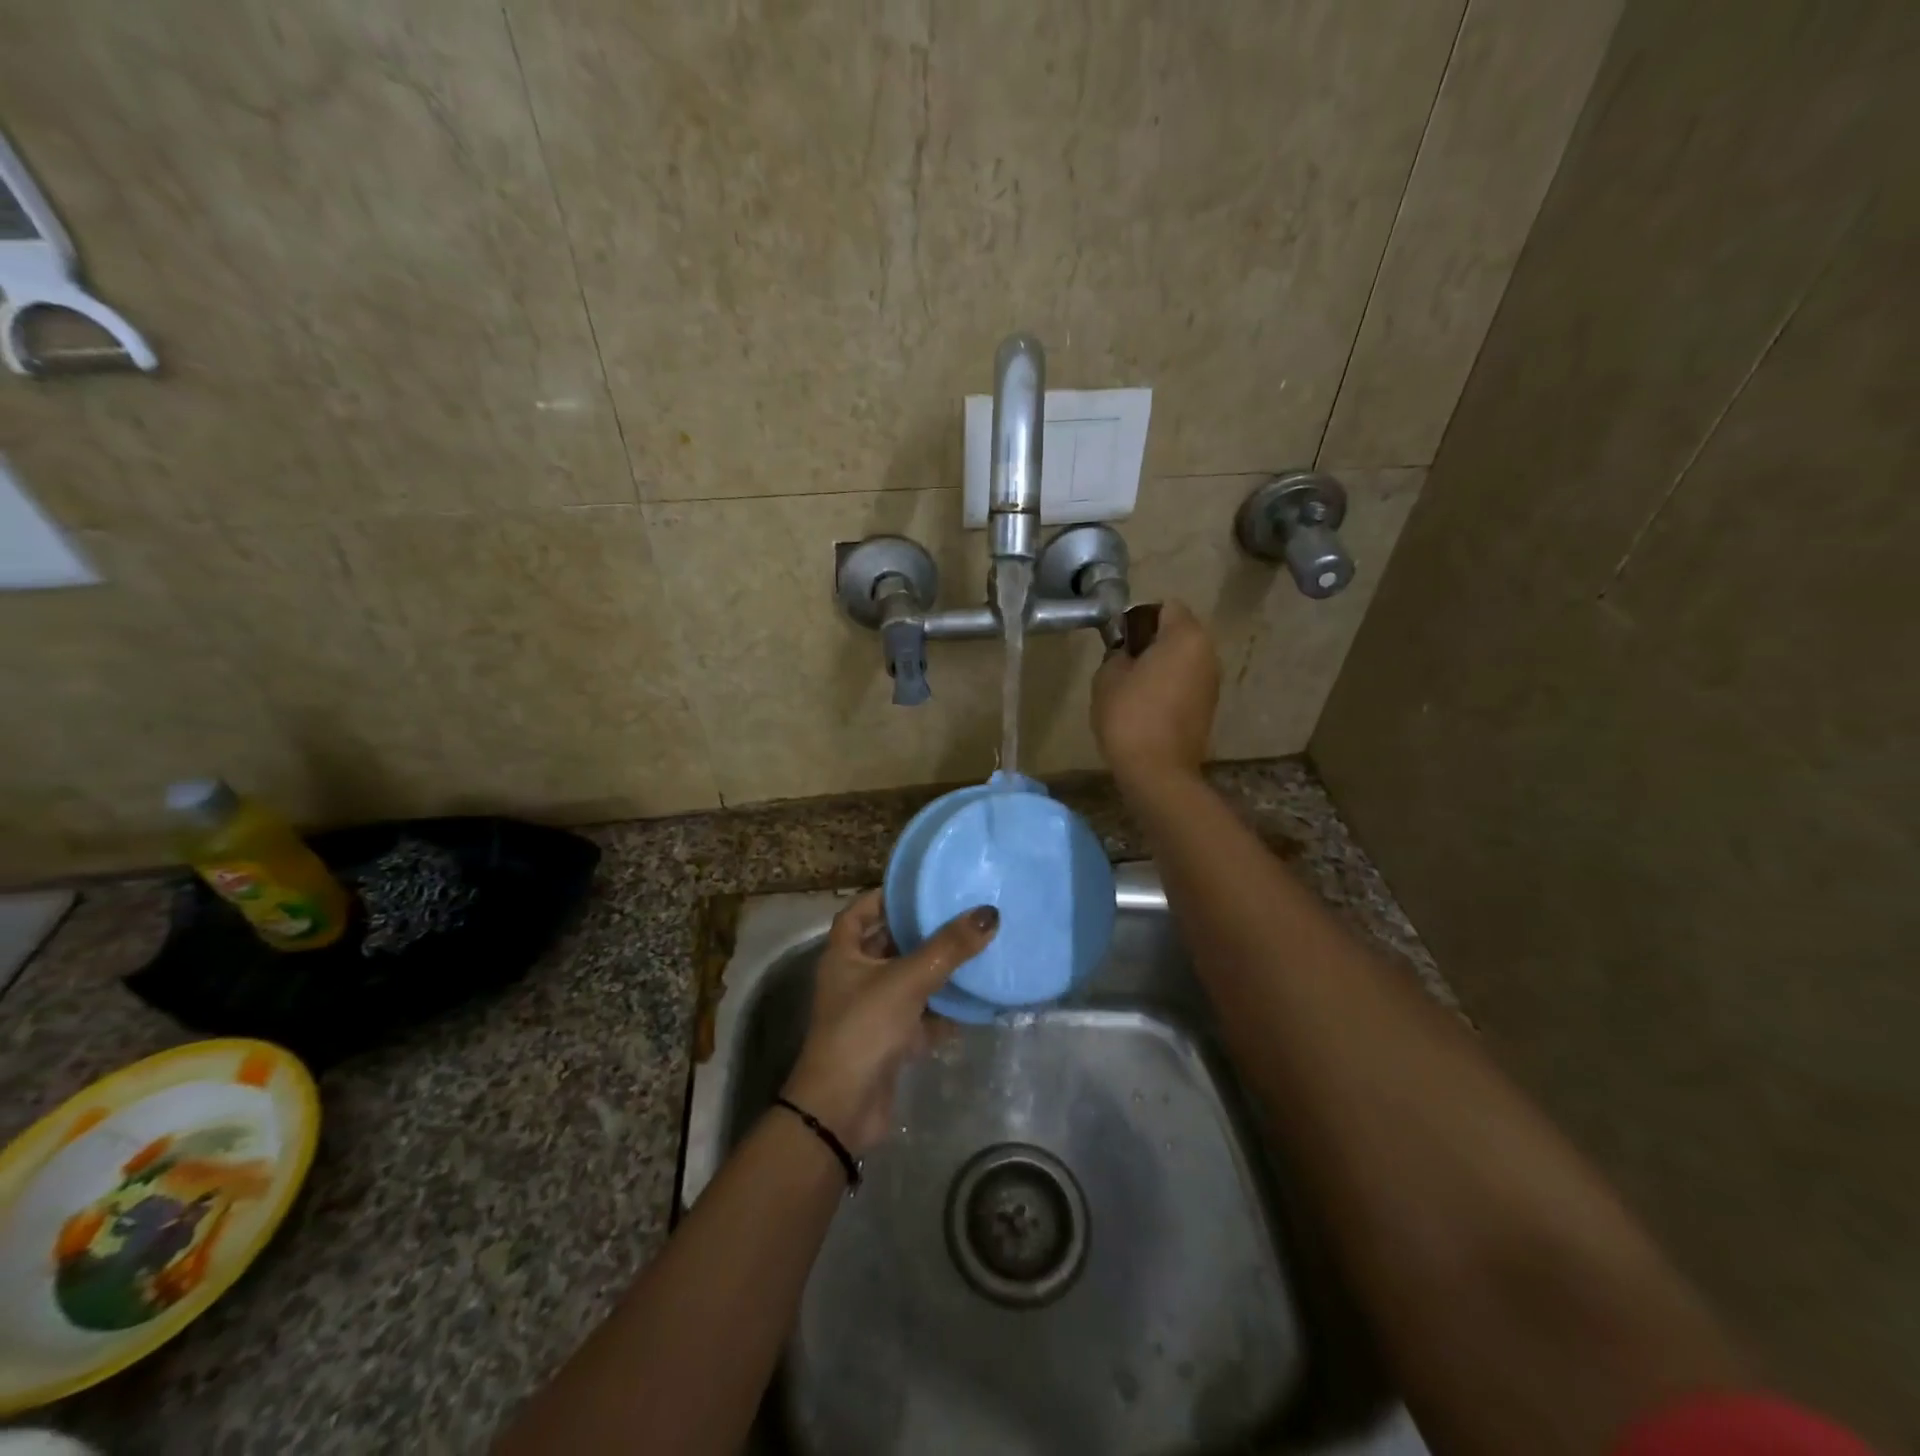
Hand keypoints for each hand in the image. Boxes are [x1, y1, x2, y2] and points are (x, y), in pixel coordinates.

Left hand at [781, 890, 998, 1154]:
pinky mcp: (890, 1042)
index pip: (859, 913)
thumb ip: (949, 947)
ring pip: (908, 980)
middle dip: (920, 931)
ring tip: (974, 948)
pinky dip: (943, 1009)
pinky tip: (974, 999)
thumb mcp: (907, 979)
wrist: (844, 1109)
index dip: (884, 897)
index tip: (920, 887)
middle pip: (888, 944)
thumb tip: (989, 913)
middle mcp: (854, 978)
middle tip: (958, 914)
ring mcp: (872, 1012)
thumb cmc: (865, 1029)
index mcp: (844, 955)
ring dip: (936, 969)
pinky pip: (921, 1015)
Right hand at [1091, 598, 1219, 789]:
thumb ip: (1116, 653)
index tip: (1119, 639)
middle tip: (1122, 662)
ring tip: (1132, 687)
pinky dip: (1169, 687)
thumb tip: (1126, 653)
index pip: (1165, 607)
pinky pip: (1186, 683)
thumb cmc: (1129, 715)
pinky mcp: (1208, 707)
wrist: (1158, 771)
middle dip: (1151, 641)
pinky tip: (1146, 707)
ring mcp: (1212, 682)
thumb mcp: (1107, 676)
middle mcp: (1208, 653)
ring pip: (1183, 660)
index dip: (1139, 617)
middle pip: (1178, 633)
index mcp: (1185, 636)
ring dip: (1161, 666)